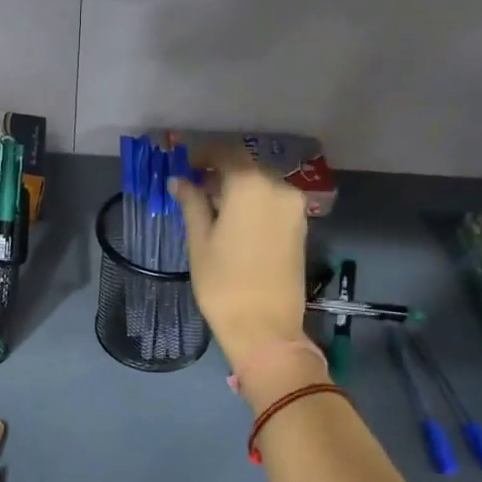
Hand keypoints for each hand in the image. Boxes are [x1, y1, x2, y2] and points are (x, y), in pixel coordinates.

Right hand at [172, 148, 311, 381]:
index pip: (225, 153)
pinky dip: (253, 204)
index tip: (184, 167)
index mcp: (250, 185)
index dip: (202, 156)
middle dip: (220, 173)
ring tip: (212, 209)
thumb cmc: (223, 284)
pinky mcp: (300, 227)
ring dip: (238, 189)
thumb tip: (180, 181)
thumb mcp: (199, 242)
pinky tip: (235, 222)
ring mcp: (294, 208)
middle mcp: (278, 187)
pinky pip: (273, 203)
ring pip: (261, 185)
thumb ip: (191, 203)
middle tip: (194, 189)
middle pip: (246, 167)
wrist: (265, 328)